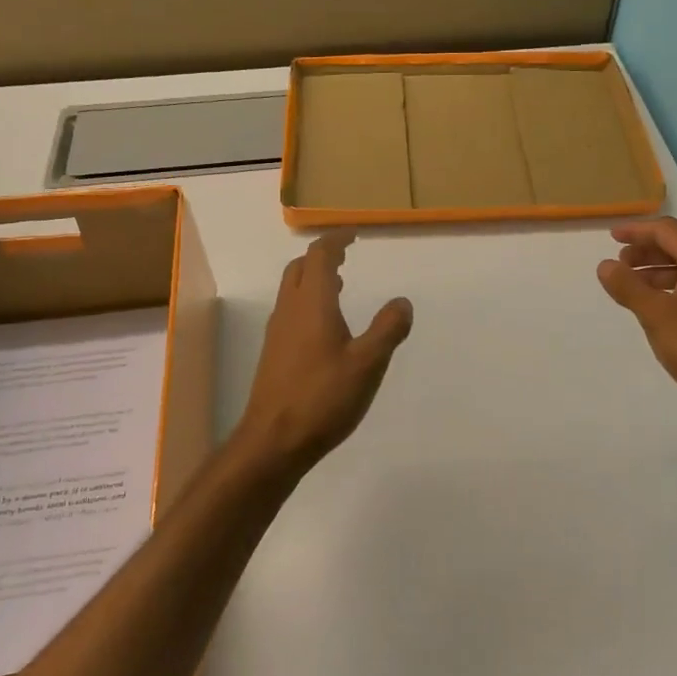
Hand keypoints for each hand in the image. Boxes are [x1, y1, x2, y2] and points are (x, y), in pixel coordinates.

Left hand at [237, 231, 413, 471]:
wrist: (273, 440)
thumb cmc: (323, 398)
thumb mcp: (367, 364)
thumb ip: (387, 330)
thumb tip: (402, 302)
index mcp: (313, 304)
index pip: (320, 255)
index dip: (336, 240)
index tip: (354, 235)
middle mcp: (290, 310)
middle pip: (300, 268)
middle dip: (322, 255)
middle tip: (346, 256)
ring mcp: (278, 332)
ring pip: (292, 290)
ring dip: (313, 278)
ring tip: (340, 286)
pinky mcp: (274, 353)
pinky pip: (290, 311)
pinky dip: (308, 302)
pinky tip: (325, 327)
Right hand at [597, 217, 676, 422]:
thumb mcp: (656, 315)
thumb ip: (628, 287)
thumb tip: (605, 265)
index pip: (668, 231)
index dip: (637, 231)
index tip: (611, 238)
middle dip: (647, 252)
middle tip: (620, 265)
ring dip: (659, 272)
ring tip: (634, 288)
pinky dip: (674, 289)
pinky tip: (660, 309)